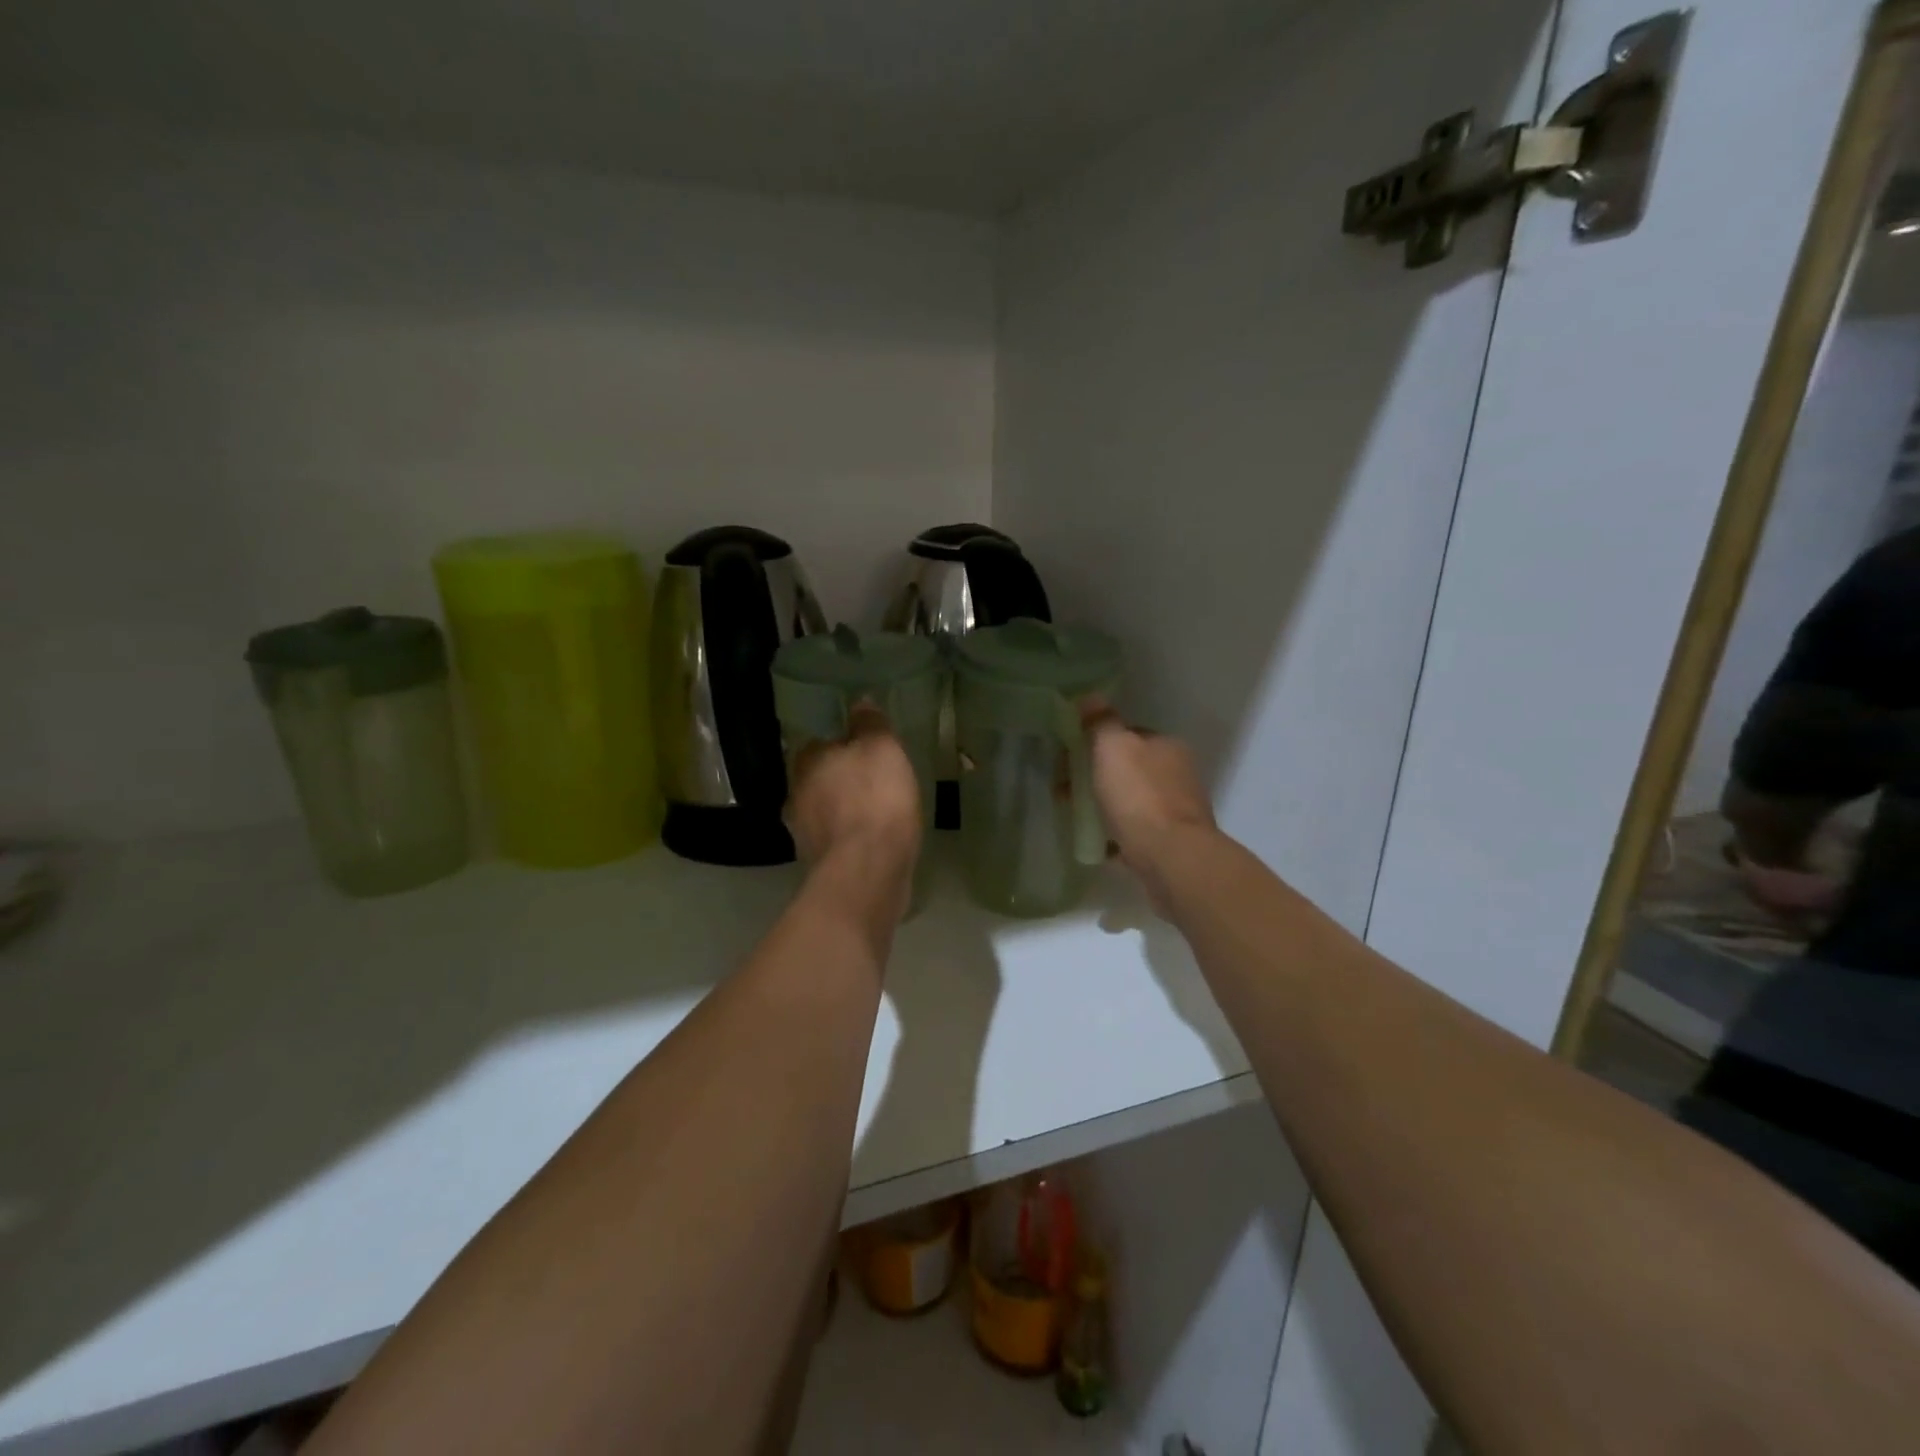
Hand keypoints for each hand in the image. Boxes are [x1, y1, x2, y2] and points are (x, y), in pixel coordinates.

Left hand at [787, 703, 922, 874]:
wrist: (867, 870)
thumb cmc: (875, 799)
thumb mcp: (882, 748)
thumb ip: (869, 723)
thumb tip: (859, 701)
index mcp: (806, 762)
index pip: (818, 745)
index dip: (841, 746)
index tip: (865, 751)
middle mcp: (795, 795)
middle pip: (819, 779)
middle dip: (840, 779)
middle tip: (872, 780)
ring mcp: (803, 834)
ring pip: (824, 812)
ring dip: (843, 810)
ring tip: (875, 811)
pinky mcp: (818, 864)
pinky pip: (836, 840)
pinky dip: (849, 837)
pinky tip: (871, 839)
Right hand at [1083, 704, 1214, 904]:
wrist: (1171, 857)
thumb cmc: (1139, 796)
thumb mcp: (1113, 748)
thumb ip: (1102, 722)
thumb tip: (1091, 696)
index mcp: (1167, 745)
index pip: (1127, 735)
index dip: (1095, 743)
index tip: (1067, 760)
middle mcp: (1178, 773)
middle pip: (1128, 768)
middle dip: (1096, 776)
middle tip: (1065, 791)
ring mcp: (1178, 809)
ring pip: (1132, 799)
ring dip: (1106, 805)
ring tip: (1077, 817)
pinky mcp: (1173, 841)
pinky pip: (1136, 830)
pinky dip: (1117, 833)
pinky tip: (1100, 842)